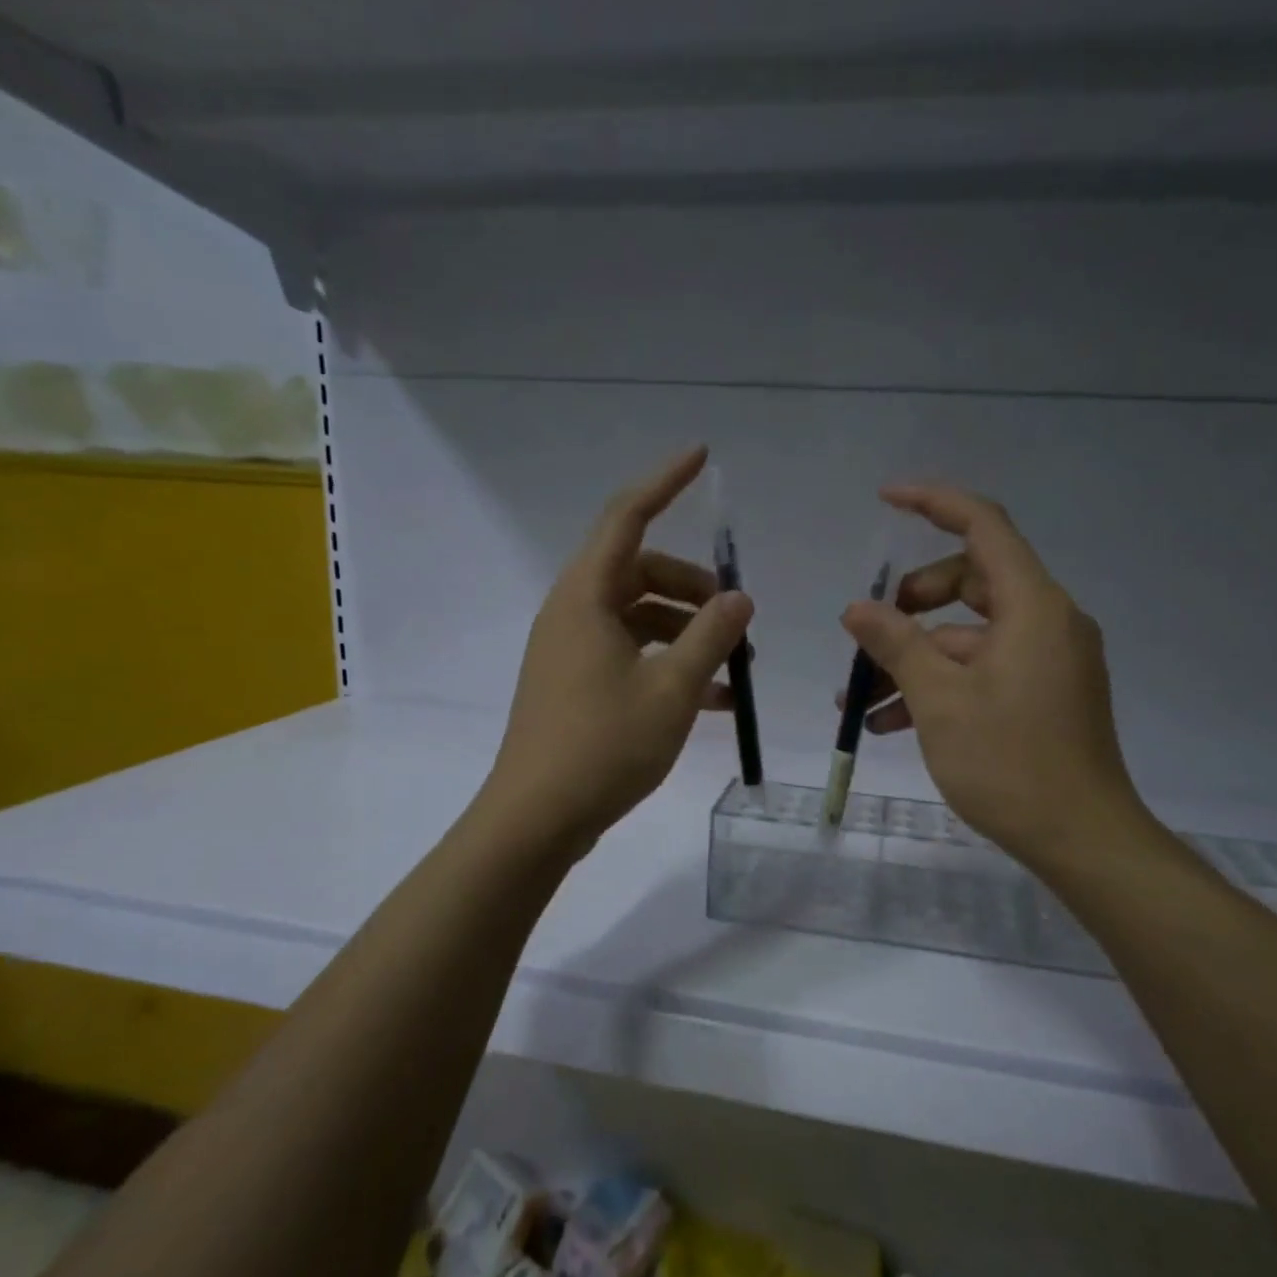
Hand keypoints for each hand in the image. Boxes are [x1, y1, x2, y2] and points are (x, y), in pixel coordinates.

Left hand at [483, 447, 753, 856]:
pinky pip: (630, 655)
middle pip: (640, 572)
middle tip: (737, 617)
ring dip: (687, 633)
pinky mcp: (576, 685)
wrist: (536, 820)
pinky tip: (713, 699)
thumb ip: (711, 637)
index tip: (701, 456)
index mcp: (586, 598)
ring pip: (639, 618)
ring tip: (735, 668)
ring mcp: (571, 651)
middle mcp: (573, 613)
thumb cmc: (603, 746)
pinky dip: (668, 665)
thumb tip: (739, 599)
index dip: (664, 482)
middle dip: (693, 587)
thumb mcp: (672, 689)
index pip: (626, 517)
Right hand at [839, 484, 1154, 876]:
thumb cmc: (1010, 763)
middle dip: (910, 604)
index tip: (885, 500)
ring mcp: (1047, 659)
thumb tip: (857, 609)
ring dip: (914, 659)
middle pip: (970, 581)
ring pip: (967, 636)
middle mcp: (1047, 621)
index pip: (984, 526)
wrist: (1083, 840)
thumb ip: (896, 644)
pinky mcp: (1043, 693)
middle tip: (868, 635)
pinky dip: (940, 684)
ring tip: (859, 701)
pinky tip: (890, 723)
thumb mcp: (939, 700)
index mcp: (1033, 606)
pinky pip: (982, 669)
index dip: (934, 502)